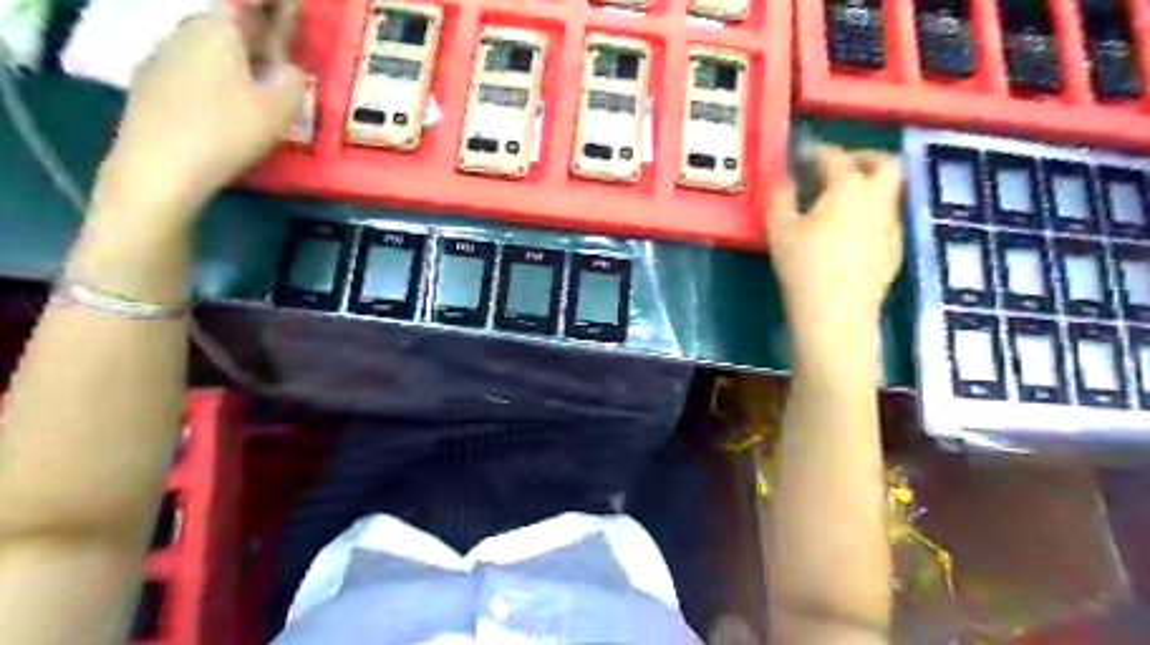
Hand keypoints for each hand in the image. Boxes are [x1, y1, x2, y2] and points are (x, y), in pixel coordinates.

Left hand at [95, 12, 304, 222]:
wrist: (159, 166)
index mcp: (219, 29)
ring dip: (232, 56)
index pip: (246, 1)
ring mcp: (160, 56)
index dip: (273, 6)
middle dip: (253, 32)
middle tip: (279, 56)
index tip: (294, 12)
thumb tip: (293, 68)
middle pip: (224, 21)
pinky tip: (222, 105)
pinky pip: (189, 67)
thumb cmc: (228, 130)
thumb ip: (294, 80)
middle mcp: (185, 31)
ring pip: (206, 45)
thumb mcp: (280, 108)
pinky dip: (212, 76)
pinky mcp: (148, 84)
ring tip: (254, 85)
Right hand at [766, 144, 901, 330]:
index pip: (835, 156)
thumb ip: (781, 196)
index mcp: (849, 187)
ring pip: (888, 192)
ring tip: (837, 202)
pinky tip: (849, 233)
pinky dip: (869, 213)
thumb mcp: (780, 228)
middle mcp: (879, 199)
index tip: (800, 156)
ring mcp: (891, 225)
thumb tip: (785, 178)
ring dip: (867, 186)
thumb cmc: (804, 266)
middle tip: (836, 168)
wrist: (837, 314)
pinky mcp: (894, 250)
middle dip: (861, 157)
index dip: (816, 152)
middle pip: (884, 163)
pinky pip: (885, 218)